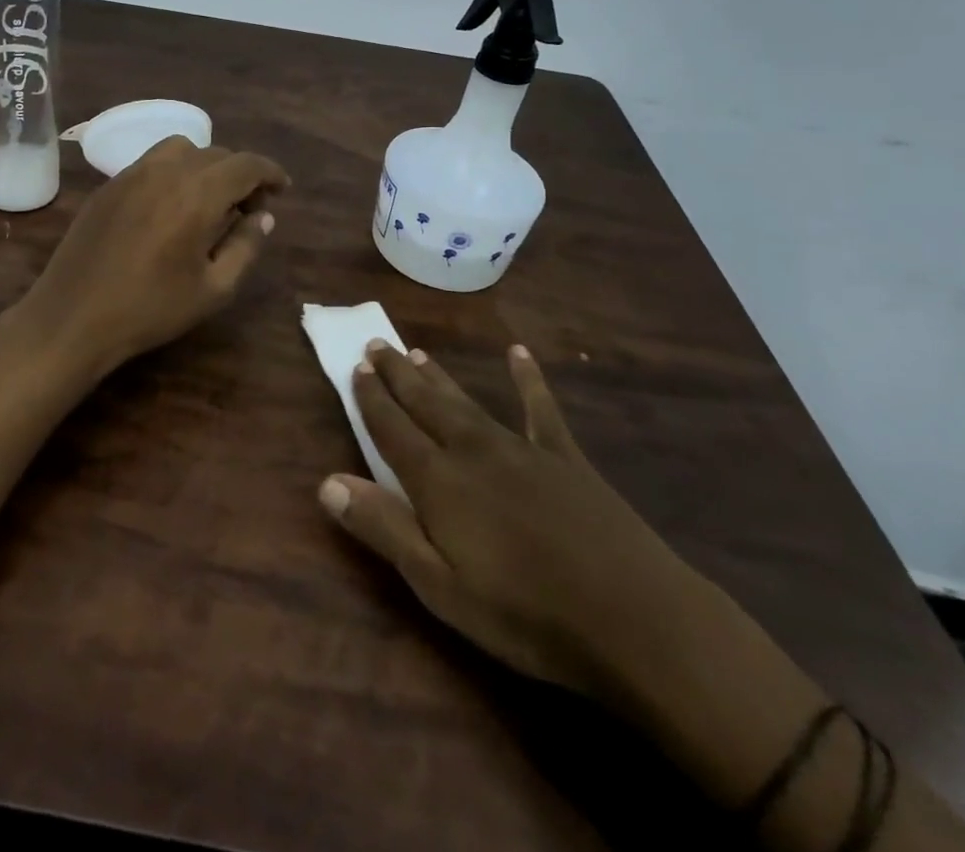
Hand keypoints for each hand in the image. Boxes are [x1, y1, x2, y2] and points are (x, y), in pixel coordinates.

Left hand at [23, 137, 288, 380]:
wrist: (73, 317)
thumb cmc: (150, 309)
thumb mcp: (213, 289)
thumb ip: (245, 246)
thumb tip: (263, 216)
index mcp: (197, 193)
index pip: (245, 164)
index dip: (270, 172)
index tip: (282, 190)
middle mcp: (165, 171)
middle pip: (216, 154)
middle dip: (240, 175)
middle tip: (248, 210)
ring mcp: (131, 174)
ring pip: (181, 149)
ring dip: (205, 166)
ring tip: (208, 202)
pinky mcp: (108, 185)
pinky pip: (152, 162)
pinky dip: (174, 171)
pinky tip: (171, 206)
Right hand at [319, 340, 698, 704]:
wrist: (636, 620)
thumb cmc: (527, 616)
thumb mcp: (441, 587)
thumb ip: (385, 529)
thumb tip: (327, 482)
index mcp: (439, 482)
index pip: (392, 429)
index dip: (371, 398)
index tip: (356, 367)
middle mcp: (473, 451)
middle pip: (425, 404)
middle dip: (396, 375)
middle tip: (376, 343)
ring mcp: (521, 449)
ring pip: (467, 401)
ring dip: (438, 377)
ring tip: (416, 351)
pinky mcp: (564, 458)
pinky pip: (540, 409)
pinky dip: (527, 379)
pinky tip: (518, 354)